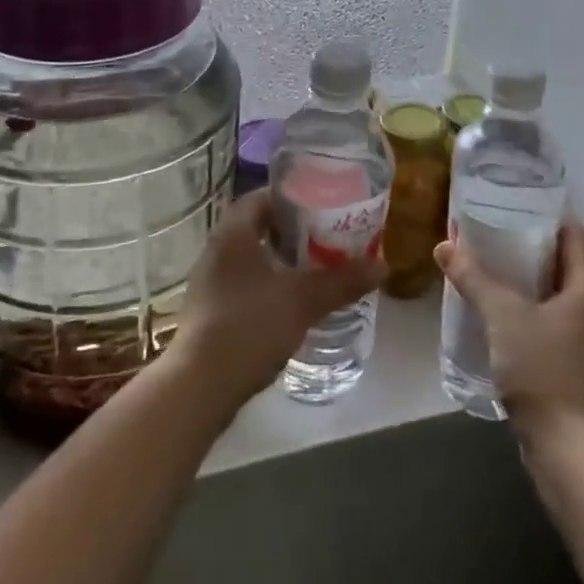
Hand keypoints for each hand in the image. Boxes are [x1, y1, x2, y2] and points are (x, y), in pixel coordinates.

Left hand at [170, 191, 383, 409]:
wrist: (200, 385)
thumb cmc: (249, 326)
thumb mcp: (303, 300)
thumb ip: (342, 281)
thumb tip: (382, 265)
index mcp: (233, 232)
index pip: (262, 197)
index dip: (292, 198)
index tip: (322, 206)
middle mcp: (216, 249)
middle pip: (257, 226)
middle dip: (291, 232)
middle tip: (325, 239)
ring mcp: (209, 281)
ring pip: (250, 257)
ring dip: (279, 260)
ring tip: (313, 270)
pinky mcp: (209, 310)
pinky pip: (242, 283)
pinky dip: (266, 284)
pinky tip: (289, 304)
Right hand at [434, 220, 583, 440]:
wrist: (568, 449)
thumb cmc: (543, 369)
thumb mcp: (502, 316)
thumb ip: (474, 278)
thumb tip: (444, 246)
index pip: (577, 238)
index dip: (553, 217)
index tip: (521, 203)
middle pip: (567, 266)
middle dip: (533, 247)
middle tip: (496, 231)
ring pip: (557, 297)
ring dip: (528, 281)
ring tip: (491, 267)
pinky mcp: (572, 367)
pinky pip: (550, 324)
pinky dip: (528, 310)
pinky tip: (499, 314)